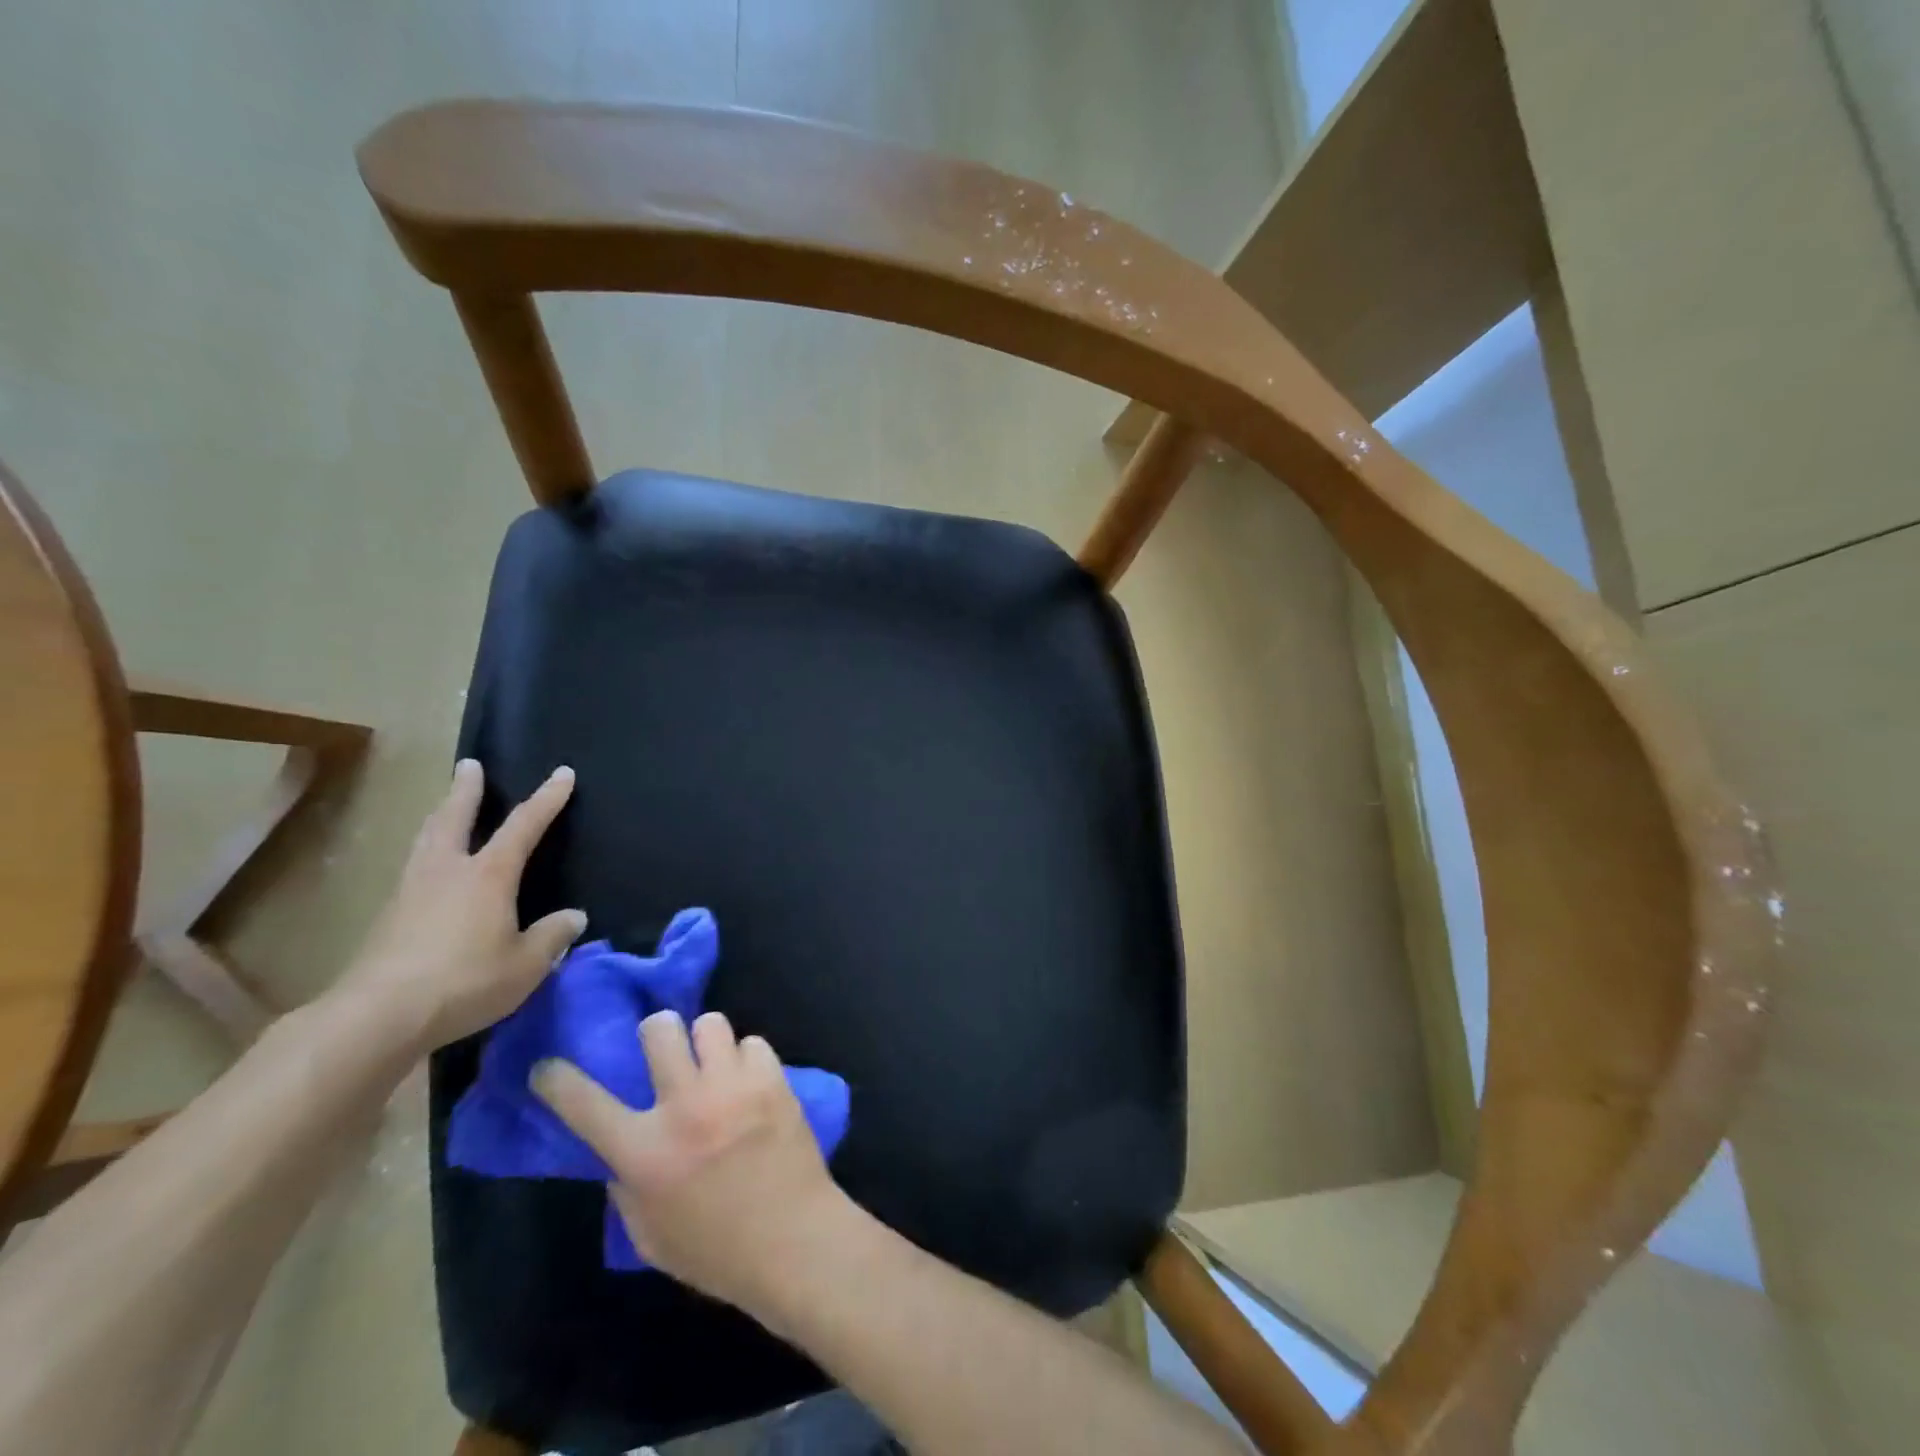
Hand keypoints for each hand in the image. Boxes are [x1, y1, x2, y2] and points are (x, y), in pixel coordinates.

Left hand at [336, 759, 585, 1052]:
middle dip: (466, 790)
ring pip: (427, 840)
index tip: (562, 773)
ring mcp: (411, 892)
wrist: (378, 1016)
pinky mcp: (388, 918)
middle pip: (454, 818)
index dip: (547, 799)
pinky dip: (426, 852)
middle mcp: (448, 871)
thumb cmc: (465, 981)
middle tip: (468, 765)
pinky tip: (428, 867)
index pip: (524, 826)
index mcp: (488, 875)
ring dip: (440, 815)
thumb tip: (573, 917)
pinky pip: (413, 868)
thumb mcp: (526, 965)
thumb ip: (552, 937)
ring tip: (445, 805)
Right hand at [532, 1010, 849, 1313]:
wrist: (792, 1240)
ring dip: (706, 1041)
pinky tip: (750, 1081)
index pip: (585, 1104)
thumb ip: (627, 1187)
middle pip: (659, 1030)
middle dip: (657, 1032)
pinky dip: (747, 1059)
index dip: (558, 1080)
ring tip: (713, 1063)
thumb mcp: (649, 1234)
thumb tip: (621, 1154)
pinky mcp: (772, 1079)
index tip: (548, 1067)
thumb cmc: (715, 1251)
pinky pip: (753, 1043)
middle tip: (665, 1049)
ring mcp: (731, 1086)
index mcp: (643, 1152)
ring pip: (710, 1023)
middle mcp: (684, 1106)